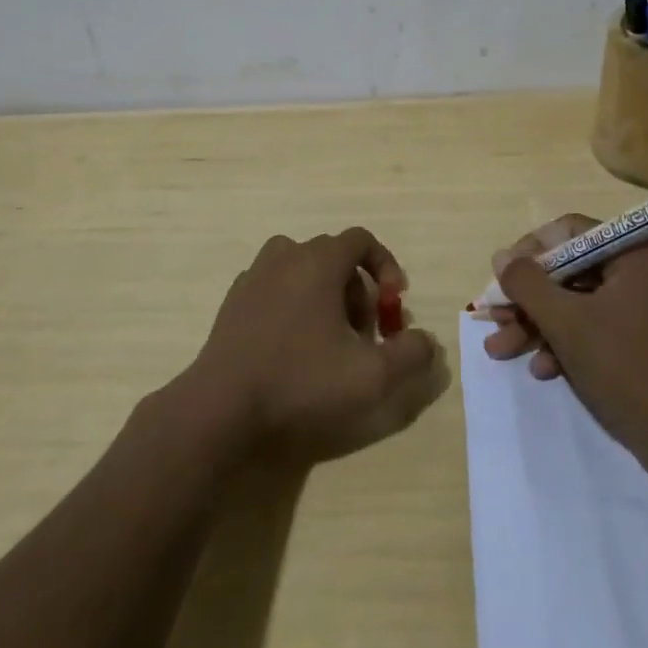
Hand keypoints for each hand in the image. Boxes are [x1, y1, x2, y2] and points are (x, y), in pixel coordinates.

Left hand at [189, 229, 449, 465]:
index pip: (361, 239)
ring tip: (330, 336)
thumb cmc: (301, 382)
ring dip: (324, 293)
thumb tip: (426, 341)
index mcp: (318, 262)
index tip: (394, 305)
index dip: (386, 266)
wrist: (222, 408)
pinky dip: (292, 303)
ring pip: (300, 268)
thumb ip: (411, 354)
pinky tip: (292, 345)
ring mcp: (253, 277)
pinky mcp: (233, 302)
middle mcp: (285, 257)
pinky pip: (273, 287)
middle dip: (357, 288)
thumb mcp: (372, 376)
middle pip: (332, 255)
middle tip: (364, 332)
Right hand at [482, 214, 647, 462]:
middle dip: (528, 299)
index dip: (529, 252)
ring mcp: (646, 308)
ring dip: (538, 325)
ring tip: (500, 350)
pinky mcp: (644, 341)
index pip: (571, 232)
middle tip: (493, 319)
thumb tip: (501, 257)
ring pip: (577, 303)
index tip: (501, 277)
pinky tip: (541, 370)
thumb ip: (527, 283)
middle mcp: (644, 271)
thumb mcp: (566, 321)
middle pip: (570, 270)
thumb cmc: (626, 368)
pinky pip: (595, 327)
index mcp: (637, 253)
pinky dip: (566, 344)